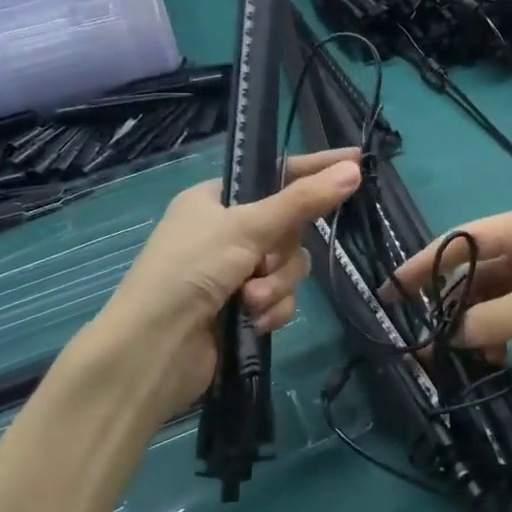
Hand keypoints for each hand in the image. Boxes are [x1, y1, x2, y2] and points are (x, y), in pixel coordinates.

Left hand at [92, 149, 361, 418]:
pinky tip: (252, 322)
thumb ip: (302, 201)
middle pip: (289, 228)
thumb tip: (353, 169)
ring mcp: (234, 273)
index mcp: (214, 200)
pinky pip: (281, 298)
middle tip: (264, 262)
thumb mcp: (246, 227)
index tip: (357, 161)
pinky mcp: (243, 309)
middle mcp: (225, 232)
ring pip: (288, 267)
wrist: (154, 350)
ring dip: (275, 285)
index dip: (315, 169)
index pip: (276, 174)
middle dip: (282, 252)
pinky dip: (271, 309)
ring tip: (250, 300)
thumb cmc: (190, 271)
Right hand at [388, 201, 511, 384]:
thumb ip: (485, 321)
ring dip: (485, 322)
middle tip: (435, 341)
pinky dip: (511, 327)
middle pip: (478, 268)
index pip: (459, 241)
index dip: (422, 267)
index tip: (391, 293)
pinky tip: (510, 353)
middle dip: (457, 305)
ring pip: (500, 292)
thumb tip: (446, 335)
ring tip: (482, 356)